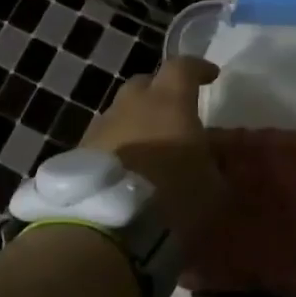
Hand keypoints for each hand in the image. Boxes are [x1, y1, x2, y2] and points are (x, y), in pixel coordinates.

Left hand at [80, 57, 231, 259]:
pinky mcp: (79, 153)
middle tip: (176, 113)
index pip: (182, 67)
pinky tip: (128, 170)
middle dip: (161, 92)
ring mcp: (101, 127)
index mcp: (169, 102)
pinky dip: (119, 147)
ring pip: (122, 112)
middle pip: (145, 84)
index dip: (197, 68)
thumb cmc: (173, 199)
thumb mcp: (214, 187)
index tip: (210, 76)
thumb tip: (216, 154)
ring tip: (151, 147)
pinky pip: (105, 140)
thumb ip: (217, 164)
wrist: (108, 229)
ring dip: (137, 122)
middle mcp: (131, 105)